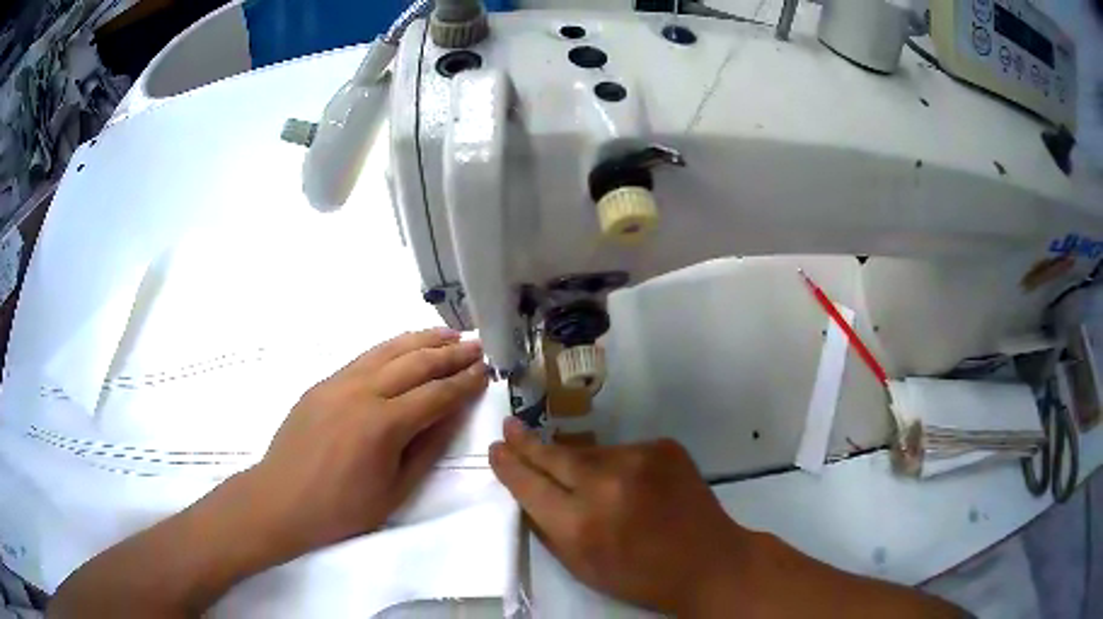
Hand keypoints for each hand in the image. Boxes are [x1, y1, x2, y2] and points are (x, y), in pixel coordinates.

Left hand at [245, 328, 487, 561]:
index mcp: (384, 425)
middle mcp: (363, 392)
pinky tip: (405, 347)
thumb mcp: (395, 490)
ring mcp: (339, 382)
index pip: (437, 394)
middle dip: (451, 354)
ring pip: (389, 350)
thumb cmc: (342, 508)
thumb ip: (427, 448)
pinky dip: (392, 347)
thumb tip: (453, 414)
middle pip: (416, 363)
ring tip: (449, 333)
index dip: (465, 382)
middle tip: (477, 346)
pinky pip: (365, 356)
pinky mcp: (324, 382)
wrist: (282, 499)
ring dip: (423, 340)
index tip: (487, 370)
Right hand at [488, 418, 746, 613]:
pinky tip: (629, 486)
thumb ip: (549, 528)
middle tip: (509, 427)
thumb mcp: (581, 566)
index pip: (528, 485)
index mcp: (579, 524)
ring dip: (579, 462)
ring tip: (586, 482)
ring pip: (589, 453)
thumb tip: (527, 490)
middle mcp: (605, 484)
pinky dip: (617, 466)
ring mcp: (638, 459)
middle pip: (553, 456)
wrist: (709, 561)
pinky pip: (622, 452)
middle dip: (527, 443)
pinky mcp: (663, 446)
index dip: (508, 466)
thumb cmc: (640, 576)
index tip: (496, 450)